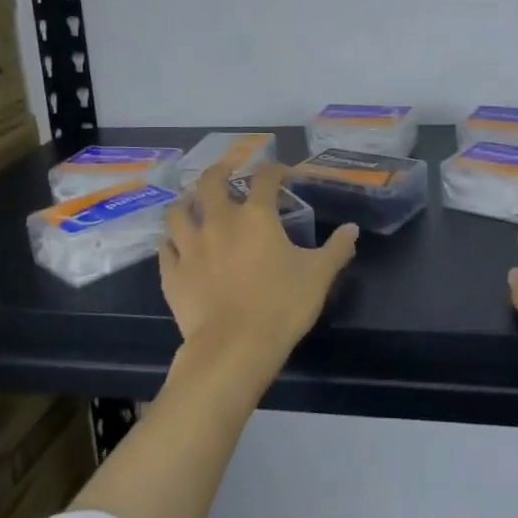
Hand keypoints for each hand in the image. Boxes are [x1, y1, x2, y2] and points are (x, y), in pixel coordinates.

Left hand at [160, 161, 358, 378]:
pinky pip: (165, 248)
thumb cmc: (281, 306)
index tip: (282, 174)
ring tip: (193, 203)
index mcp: (255, 216)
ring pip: (177, 211)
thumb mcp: (319, 276)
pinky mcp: (172, 273)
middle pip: (210, 182)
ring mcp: (190, 246)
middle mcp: (218, 222)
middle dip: (219, 172)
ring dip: (186, 203)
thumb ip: (337, 249)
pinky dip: (171, 241)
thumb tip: (352, 229)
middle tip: (226, 173)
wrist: (234, 348)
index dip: (274, 170)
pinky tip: (177, 244)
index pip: (264, 178)